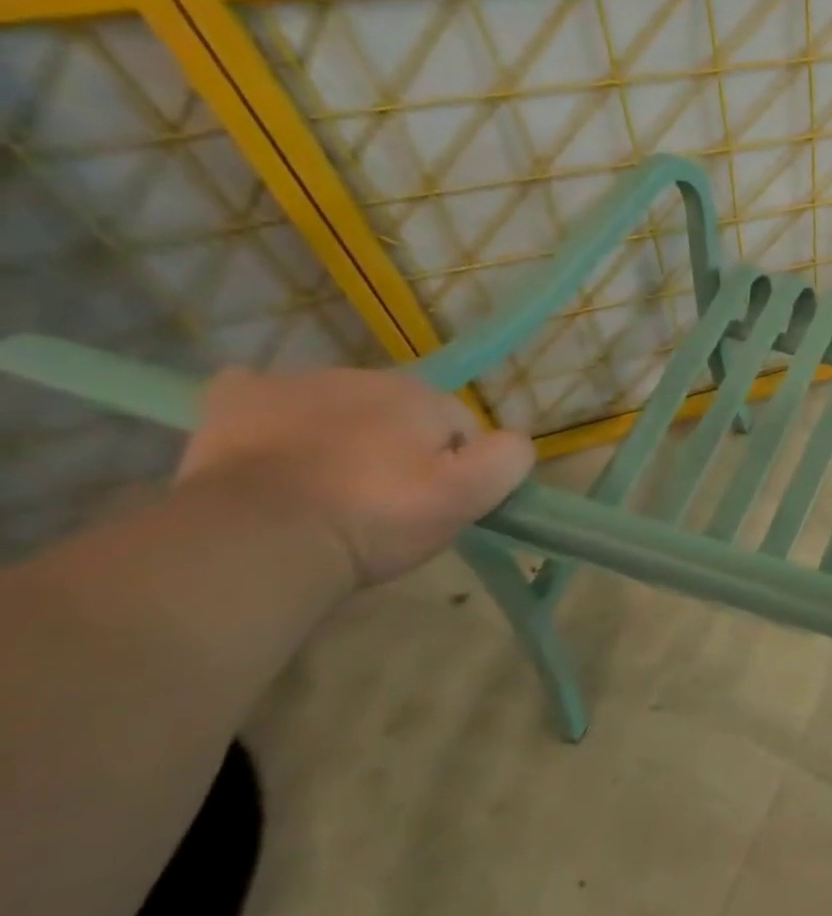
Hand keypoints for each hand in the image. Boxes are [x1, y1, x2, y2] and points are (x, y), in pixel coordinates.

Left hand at [176, 368, 533, 587]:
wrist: (260, 539)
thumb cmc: (376, 517)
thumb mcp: (470, 496)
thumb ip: (509, 458)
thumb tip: (511, 441)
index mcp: (422, 396)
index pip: (459, 427)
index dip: (455, 467)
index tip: (433, 505)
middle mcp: (364, 376)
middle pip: (399, 414)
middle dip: (398, 447)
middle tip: (382, 502)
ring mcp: (294, 384)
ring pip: (339, 407)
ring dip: (343, 435)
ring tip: (325, 489)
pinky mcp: (235, 402)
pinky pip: (262, 394)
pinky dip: (272, 414)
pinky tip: (272, 443)